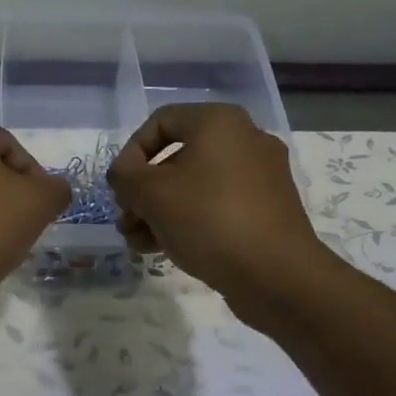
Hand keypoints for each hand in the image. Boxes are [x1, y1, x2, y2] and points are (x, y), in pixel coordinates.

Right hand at [107, 104, 323, 305]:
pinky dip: (188, 221)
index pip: (161, 121)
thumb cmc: (208, 219)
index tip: (120, 188)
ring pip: (195, 186)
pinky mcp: (267, 209)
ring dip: (160, 211)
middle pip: (177, 157)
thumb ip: (125, 176)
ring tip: (138, 242)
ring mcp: (260, 176)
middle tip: (126, 221)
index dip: (131, 153)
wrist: (276, 274)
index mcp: (219, 122)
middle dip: (143, 191)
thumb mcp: (151, 194)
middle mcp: (245, 140)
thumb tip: (124, 174)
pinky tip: (163, 249)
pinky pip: (217, 206)